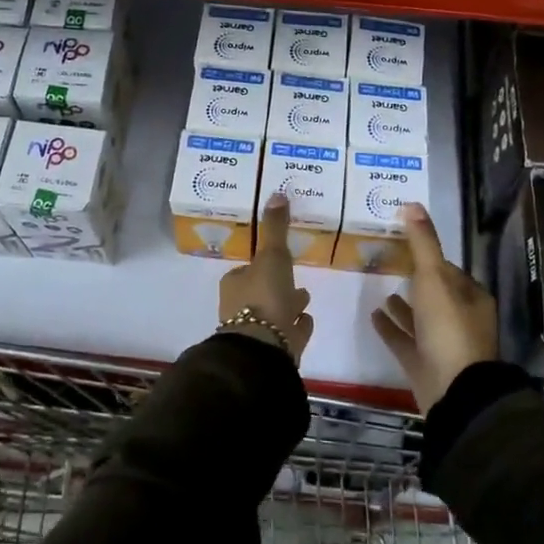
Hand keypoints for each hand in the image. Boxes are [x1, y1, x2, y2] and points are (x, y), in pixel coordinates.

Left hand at [219, 194, 314, 362]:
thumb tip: (277, 193)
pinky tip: (307, 321)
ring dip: (288, 305)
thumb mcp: (271, 255)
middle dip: (277, 286)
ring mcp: (257, 332)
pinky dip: (297, 327)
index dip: (261, 265)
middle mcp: (240, 308)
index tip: (276, 259)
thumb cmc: (263, 297)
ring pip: (275, 314)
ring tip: (305, 298)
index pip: (247, 270)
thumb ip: (275, 228)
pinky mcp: (274, 350)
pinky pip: (288, 333)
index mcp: (236, 285)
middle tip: (294, 279)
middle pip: (261, 292)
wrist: (263, 348)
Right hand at [371, 203, 497, 411]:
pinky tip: (373, 315)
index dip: (429, 256)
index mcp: (471, 297)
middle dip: (415, 280)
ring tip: (380, 289)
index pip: (448, 269)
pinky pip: (405, 340)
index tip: (405, 243)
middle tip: (387, 262)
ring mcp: (443, 345)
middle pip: (435, 293)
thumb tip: (412, 204)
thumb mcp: (434, 277)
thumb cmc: (448, 328)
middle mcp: (461, 319)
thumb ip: (422, 242)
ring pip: (421, 318)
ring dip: (403, 305)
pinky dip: (391, 327)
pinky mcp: (424, 365)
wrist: (453, 391)